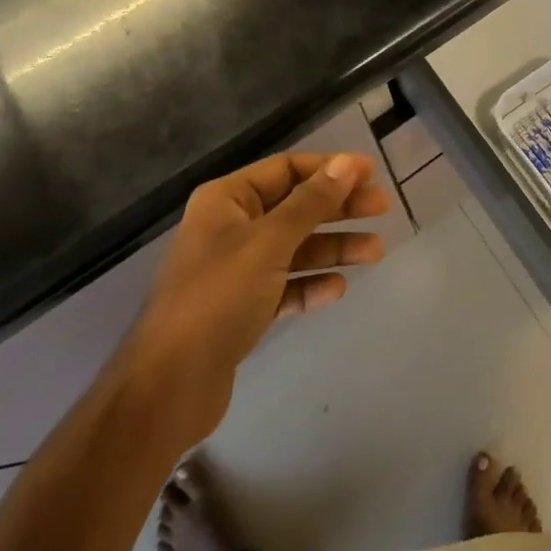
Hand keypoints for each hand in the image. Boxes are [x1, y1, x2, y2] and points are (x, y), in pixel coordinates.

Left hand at [118, 151, 390, 447]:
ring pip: (294, 248)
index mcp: (227, 200)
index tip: (370, 173)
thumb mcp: (269, 242)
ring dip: (333, 247)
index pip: (286, 169)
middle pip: (295, 207)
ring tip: (375, 252)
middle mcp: (230, 228)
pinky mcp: (241, 310)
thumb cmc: (217, 298)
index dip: (329, 169)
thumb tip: (347, 163)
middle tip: (382, 208)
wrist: (168, 387)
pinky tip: (337, 289)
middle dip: (338, 207)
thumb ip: (311, 202)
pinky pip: (284, 287)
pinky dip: (310, 285)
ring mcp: (235, 271)